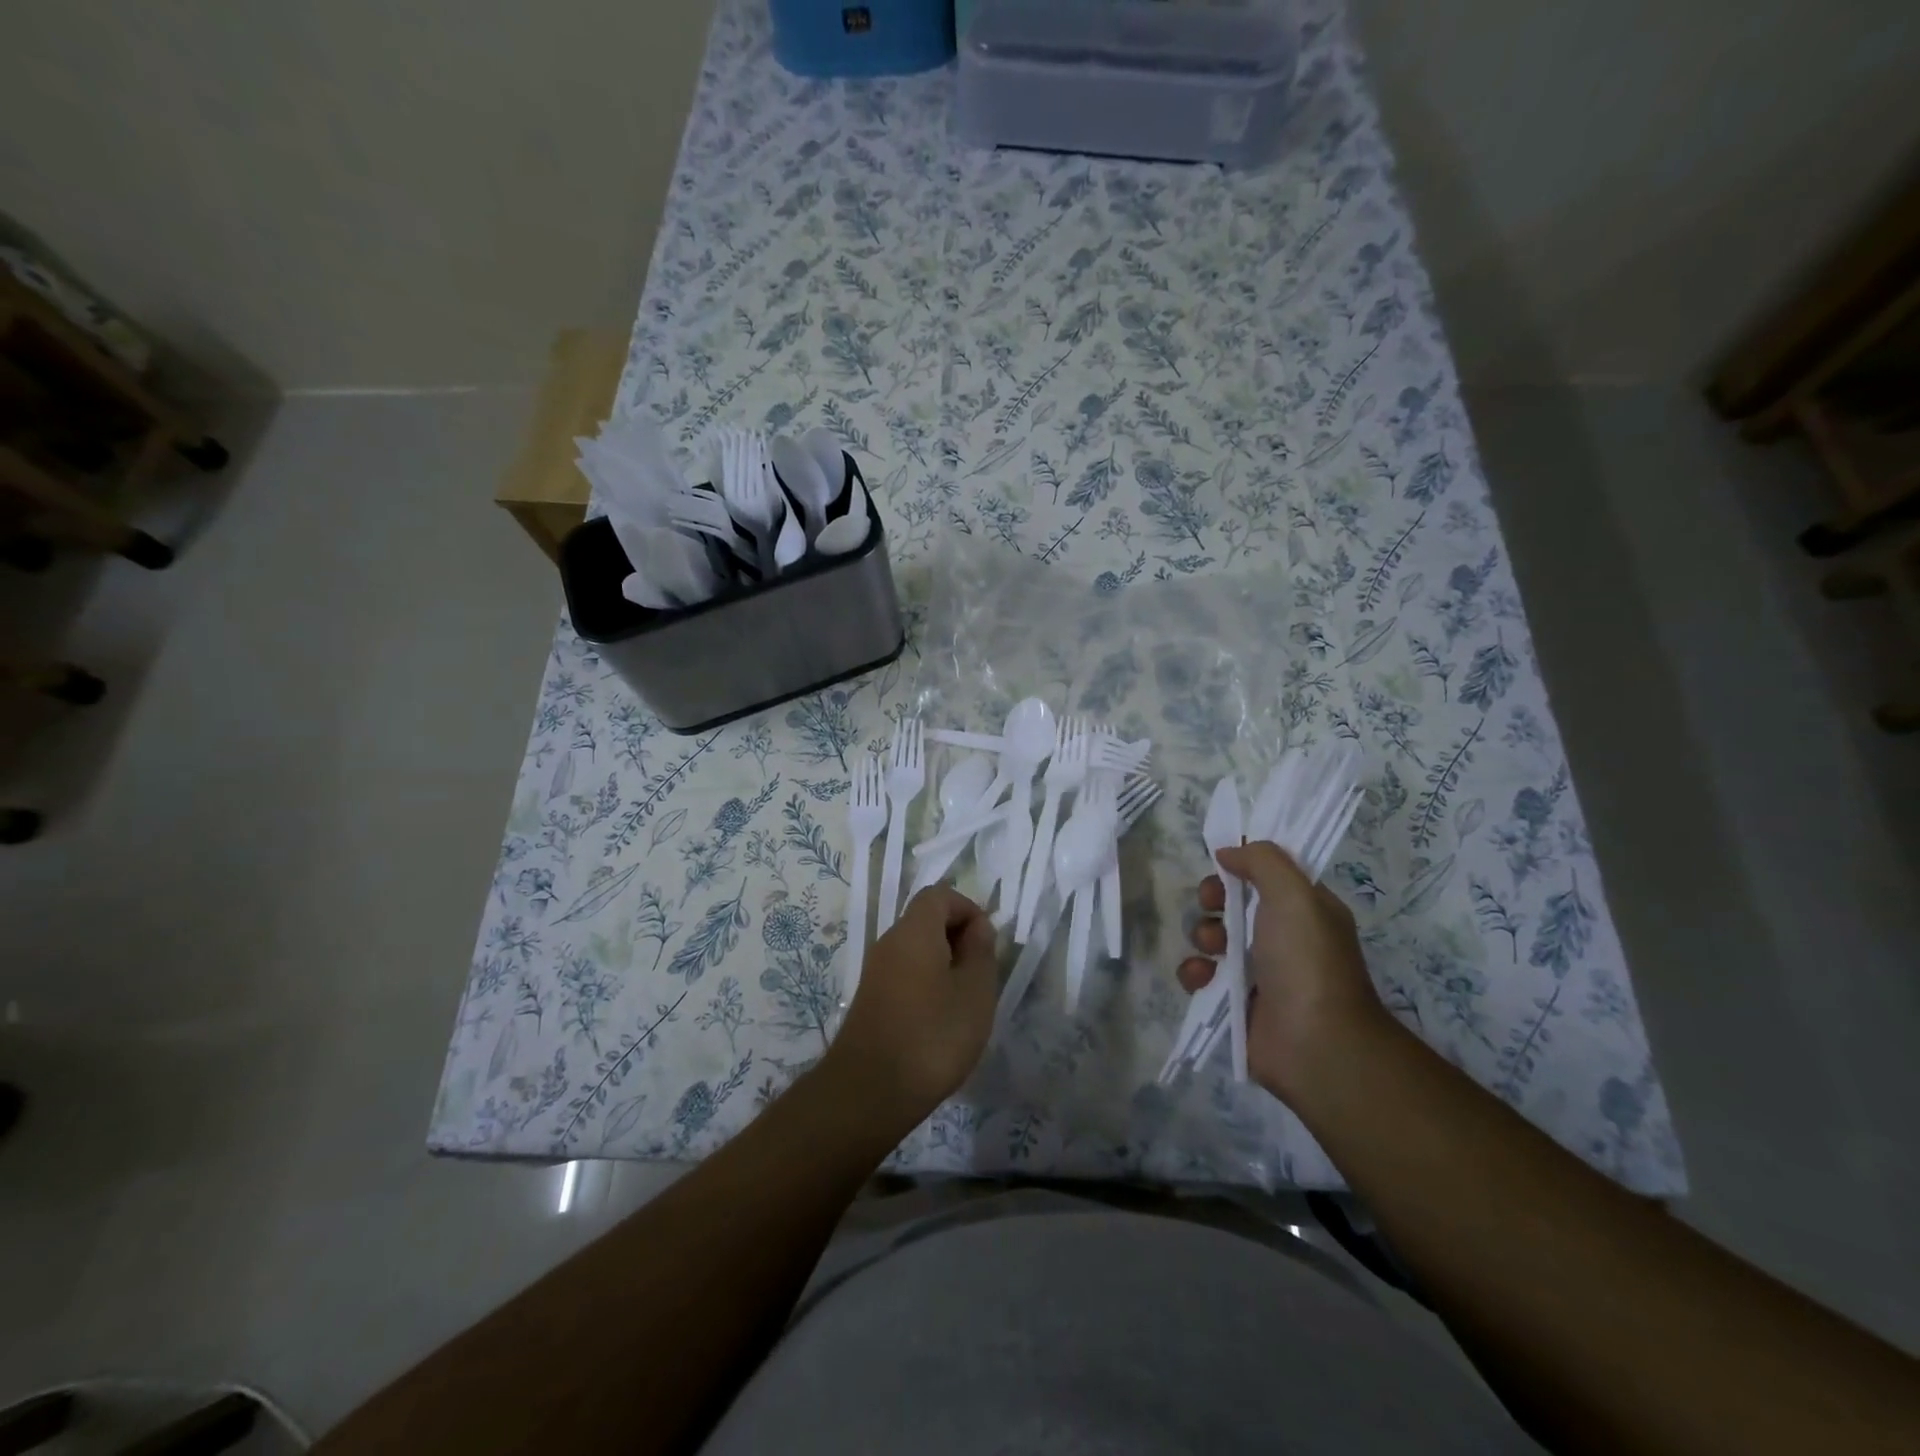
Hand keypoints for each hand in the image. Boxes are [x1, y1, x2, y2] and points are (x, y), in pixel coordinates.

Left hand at [824, 884, 999, 1128]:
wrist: (869, 1092)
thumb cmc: (933, 1036)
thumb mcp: (975, 992)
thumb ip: (981, 951)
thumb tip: (978, 927)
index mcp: (914, 931)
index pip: (940, 895)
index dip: (968, 909)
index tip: (987, 944)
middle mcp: (890, 942)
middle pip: (926, 920)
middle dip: (959, 938)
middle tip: (981, 976)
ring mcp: (876, 971)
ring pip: (917, 950)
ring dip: (945, 965)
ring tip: (965, 1002)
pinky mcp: (871, 999)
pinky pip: (905, 974)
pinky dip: (927, 985)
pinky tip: (940, 1021)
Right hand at [1177, 841, 1385, 1101]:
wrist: (1315, 1045)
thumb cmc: (1307, 961)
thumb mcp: (1294, 895)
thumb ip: (1262, 861)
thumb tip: (1229, 851)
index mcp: (1305, 909)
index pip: (1268, 873)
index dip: (1242, 864)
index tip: (1223, 863)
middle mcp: (1283, 936)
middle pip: (1233, 902)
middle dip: (1215, 898)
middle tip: (1213, 904)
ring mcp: (1258, 971)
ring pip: (1213, 937)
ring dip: (1203, 935)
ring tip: (1210, 949)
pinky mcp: (1234, 1001)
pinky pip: (1202, 976)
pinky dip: (1195, 973)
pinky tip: (1202, 978)